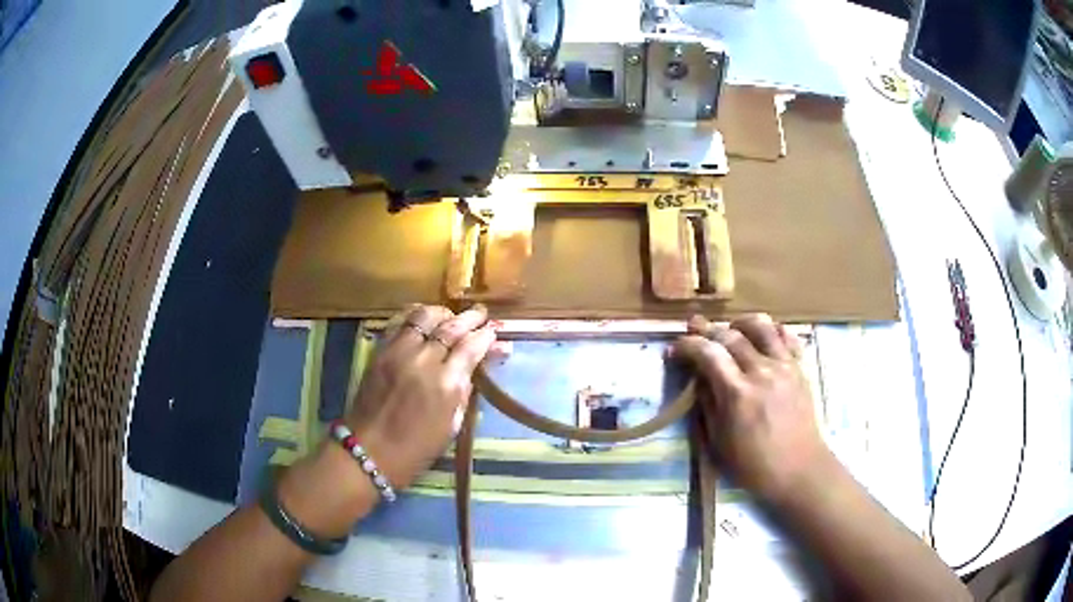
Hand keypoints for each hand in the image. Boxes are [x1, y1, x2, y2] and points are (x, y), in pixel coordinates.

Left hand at [345, 304, 496, 488]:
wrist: (370, 450)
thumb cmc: (417, 448)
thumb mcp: (452, 425)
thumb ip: (466, 390)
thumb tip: (482, 363)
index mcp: (446, 385)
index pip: (471, 347)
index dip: (485, 336)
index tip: (493, 331)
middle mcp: (423, 361)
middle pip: (451, 327)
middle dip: (470, 318)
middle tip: (480, 314)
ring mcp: (398, 352)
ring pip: (424, 316)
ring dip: (442, 313)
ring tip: (451, 316)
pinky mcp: (380, 351)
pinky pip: (400, 322)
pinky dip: (415, 315)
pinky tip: (424, 319)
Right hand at [670, 313, 834, 503]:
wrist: (798, 469)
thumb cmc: (753, 464)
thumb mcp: (718, 442)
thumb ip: (707, 404)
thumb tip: (699, 378)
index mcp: (737, 393)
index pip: (708, 353)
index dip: (687, 345)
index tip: (675, 349)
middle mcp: (761, 371)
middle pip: (730, 335)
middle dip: (708, 330)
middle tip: (694, 330)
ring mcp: (785, 366)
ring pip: (762, 326)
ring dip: (741, 322)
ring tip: (731, 329)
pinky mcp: (800, 368)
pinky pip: (787, 336)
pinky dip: (772, 330)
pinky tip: (762, 338)